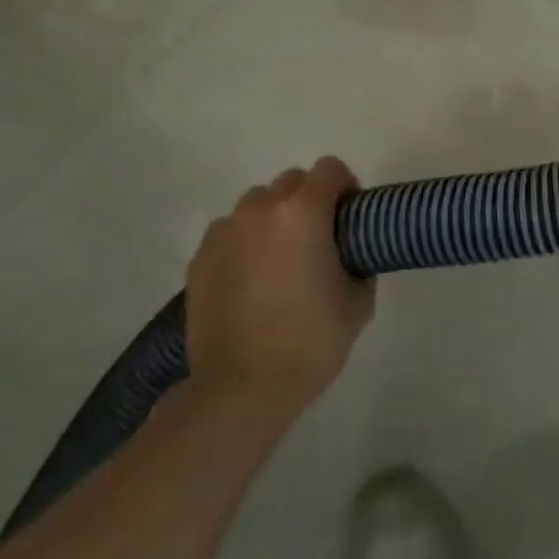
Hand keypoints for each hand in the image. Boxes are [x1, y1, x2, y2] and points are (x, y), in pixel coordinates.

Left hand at [185, 158, 371, 418]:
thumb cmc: (310, 342)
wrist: (241, 389)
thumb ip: (358, 261)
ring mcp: (225, 232)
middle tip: (318, 242)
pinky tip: (250, 282)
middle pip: (291, 182)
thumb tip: (349, 253)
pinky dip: (244, 244)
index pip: (330, 169)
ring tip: (279, 262)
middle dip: (309, 202)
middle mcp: (261, 209)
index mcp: (303, 212)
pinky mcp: (200, 258)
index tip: (349, 218)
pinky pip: (229, 233)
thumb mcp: (358, 302)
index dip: (346, 187)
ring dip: (273, 220)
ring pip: (256, 206)